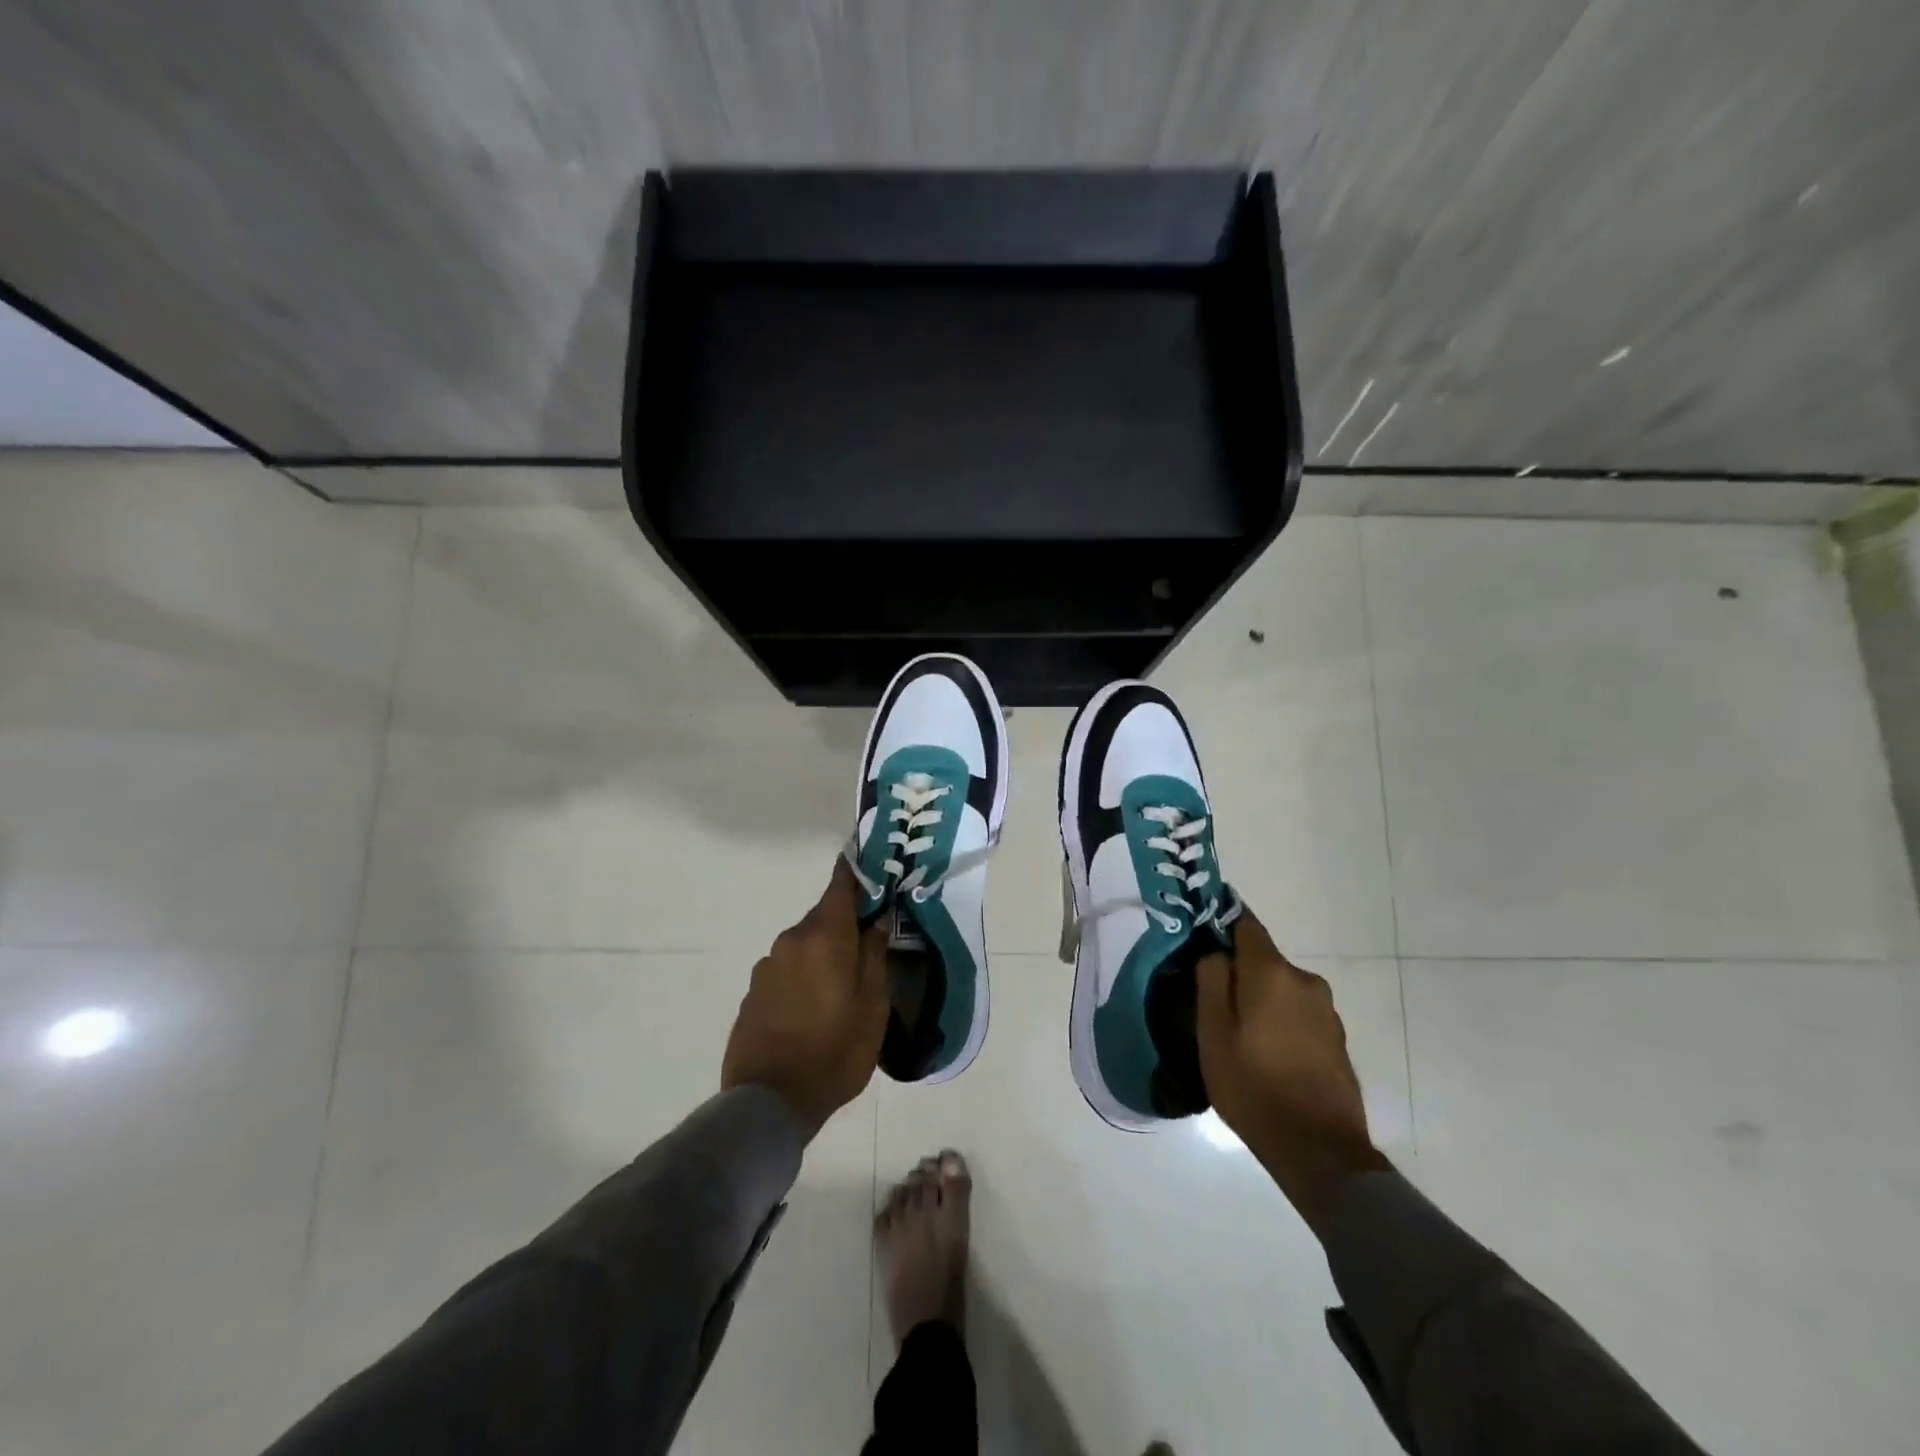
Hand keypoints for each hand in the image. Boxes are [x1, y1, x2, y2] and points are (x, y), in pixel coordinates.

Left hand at [722, 859, 889, 1139]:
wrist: (769, 1103)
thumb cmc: (835, 1052)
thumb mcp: (873, 1006)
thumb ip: (875, 956)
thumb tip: (875, 920)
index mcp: (823, 937)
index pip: (840, 884)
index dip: (856, 870)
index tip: (871, 862)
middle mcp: (790, 941)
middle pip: (823, 917)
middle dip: (845, 926)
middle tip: (869, 946)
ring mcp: (767, 966)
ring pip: (804, 945)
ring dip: (823, 955)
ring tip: (841, 988)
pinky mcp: (753, 992)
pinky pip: (786, 970)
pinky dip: (803, 976)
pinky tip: (813, 1009)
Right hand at [1196, 908, 1389, 1231]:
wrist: (1319, 1151)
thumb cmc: (1253, 1086)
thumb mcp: (1212, 1033)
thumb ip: (1211, 981)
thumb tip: (1216, 954)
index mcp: (1272, 973)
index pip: (1246, 924)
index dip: (1222, 921)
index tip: (1201, 931)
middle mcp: (1305, 981)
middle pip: (1263, 959)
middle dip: (1238, 971)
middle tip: (1212, 1001)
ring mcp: (1326, 1011)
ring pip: (1280, 988)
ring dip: (1260, 999)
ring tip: (1238, 1034)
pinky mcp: (1337, 1039)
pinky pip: (1298, 1013)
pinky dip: (1279, 1021)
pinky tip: (1266, 1053)